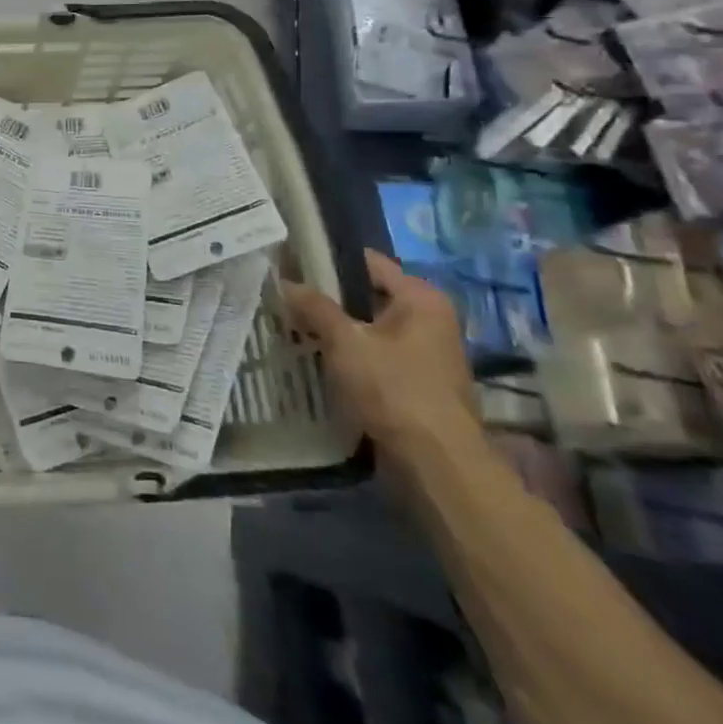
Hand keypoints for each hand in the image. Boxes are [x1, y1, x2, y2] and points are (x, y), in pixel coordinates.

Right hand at [282, 250, 477, 453]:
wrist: (437, 463)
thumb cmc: (394, 389)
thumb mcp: (344, 342)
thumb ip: (314, 307)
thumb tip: (285, 281)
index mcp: (421, 298)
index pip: (368, 262)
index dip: (328, 260)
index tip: (291, 263)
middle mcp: (430, 318)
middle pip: (368, 295)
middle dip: (329, 298)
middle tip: (287, 298)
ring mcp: (427, 352)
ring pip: (370, 327)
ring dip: (338, 329)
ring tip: (295, 326)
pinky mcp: (418, 382)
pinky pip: (376, 354)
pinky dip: (351, 354)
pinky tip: (319, 358)